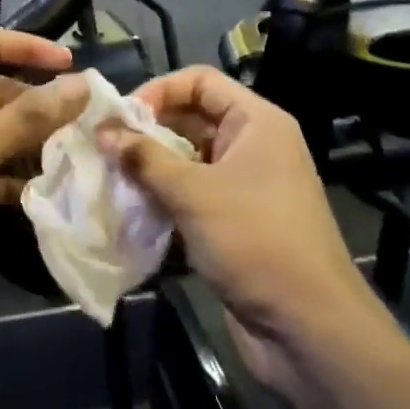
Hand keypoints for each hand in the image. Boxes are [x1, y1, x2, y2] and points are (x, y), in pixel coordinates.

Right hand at [101, 66, 382, 393]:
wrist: (308, 327)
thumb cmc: (255, 241)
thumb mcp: (193, 193)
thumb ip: (144, 157)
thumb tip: (102, 130)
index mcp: (256, 122)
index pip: (200, 81)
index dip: (158, 90)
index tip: (120, 117)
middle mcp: (253, 145)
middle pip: (191, 118)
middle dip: (147, 131)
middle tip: (104, 148)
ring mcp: (245, 185)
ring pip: (188, 160)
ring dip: (150, 167)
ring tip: (110, 177)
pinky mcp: (235, 221)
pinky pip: (192, 194)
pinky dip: (163, 197)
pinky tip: (131, 208)